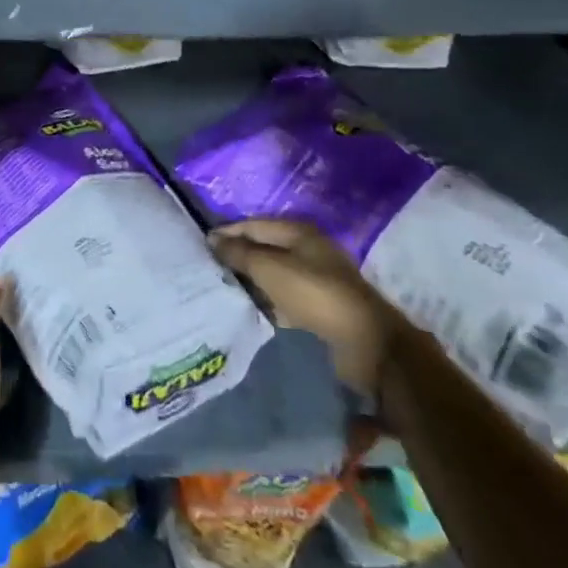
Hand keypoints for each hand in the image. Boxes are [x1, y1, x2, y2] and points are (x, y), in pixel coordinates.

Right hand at [211, 218, 410, 397]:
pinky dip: (268, 302)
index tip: (201, 247)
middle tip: (209, 270)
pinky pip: (285, 297)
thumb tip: (213, 239)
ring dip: (251, 282)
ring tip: (225, 291)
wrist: (366, 342)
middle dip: (237, 258)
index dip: (227, 233)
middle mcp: (307, 249)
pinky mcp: (320, 306)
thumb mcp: (269, 269)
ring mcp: (315, 278)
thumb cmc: (314, 294)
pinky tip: (252, 311)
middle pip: (263, 249)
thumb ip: (239, 253)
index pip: (252, 225)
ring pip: (273, 274)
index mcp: (297, 231)